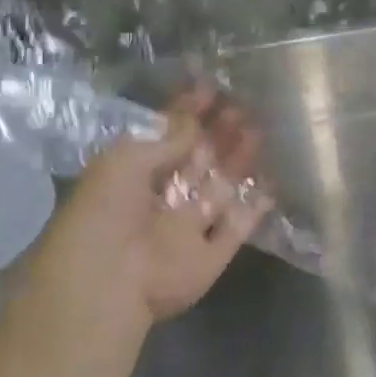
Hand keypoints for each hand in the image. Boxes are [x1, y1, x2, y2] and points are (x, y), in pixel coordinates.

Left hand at [22, 89, 270, 371]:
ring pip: (219, 190)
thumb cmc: (104, 215)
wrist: (107, 286)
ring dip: (237, 162)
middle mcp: (160, 202)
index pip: (165, 139)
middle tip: (242, 107)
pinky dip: (254, 208)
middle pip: (196, 163)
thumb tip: (191, 123)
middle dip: (217, 134)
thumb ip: (163, 140)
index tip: (210, 90)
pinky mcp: (209, 258)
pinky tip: (271, 183)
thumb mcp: (124, 161)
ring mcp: (186, 231)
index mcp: (131, 179)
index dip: (186, 115)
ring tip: (258, 132)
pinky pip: (236, 229)